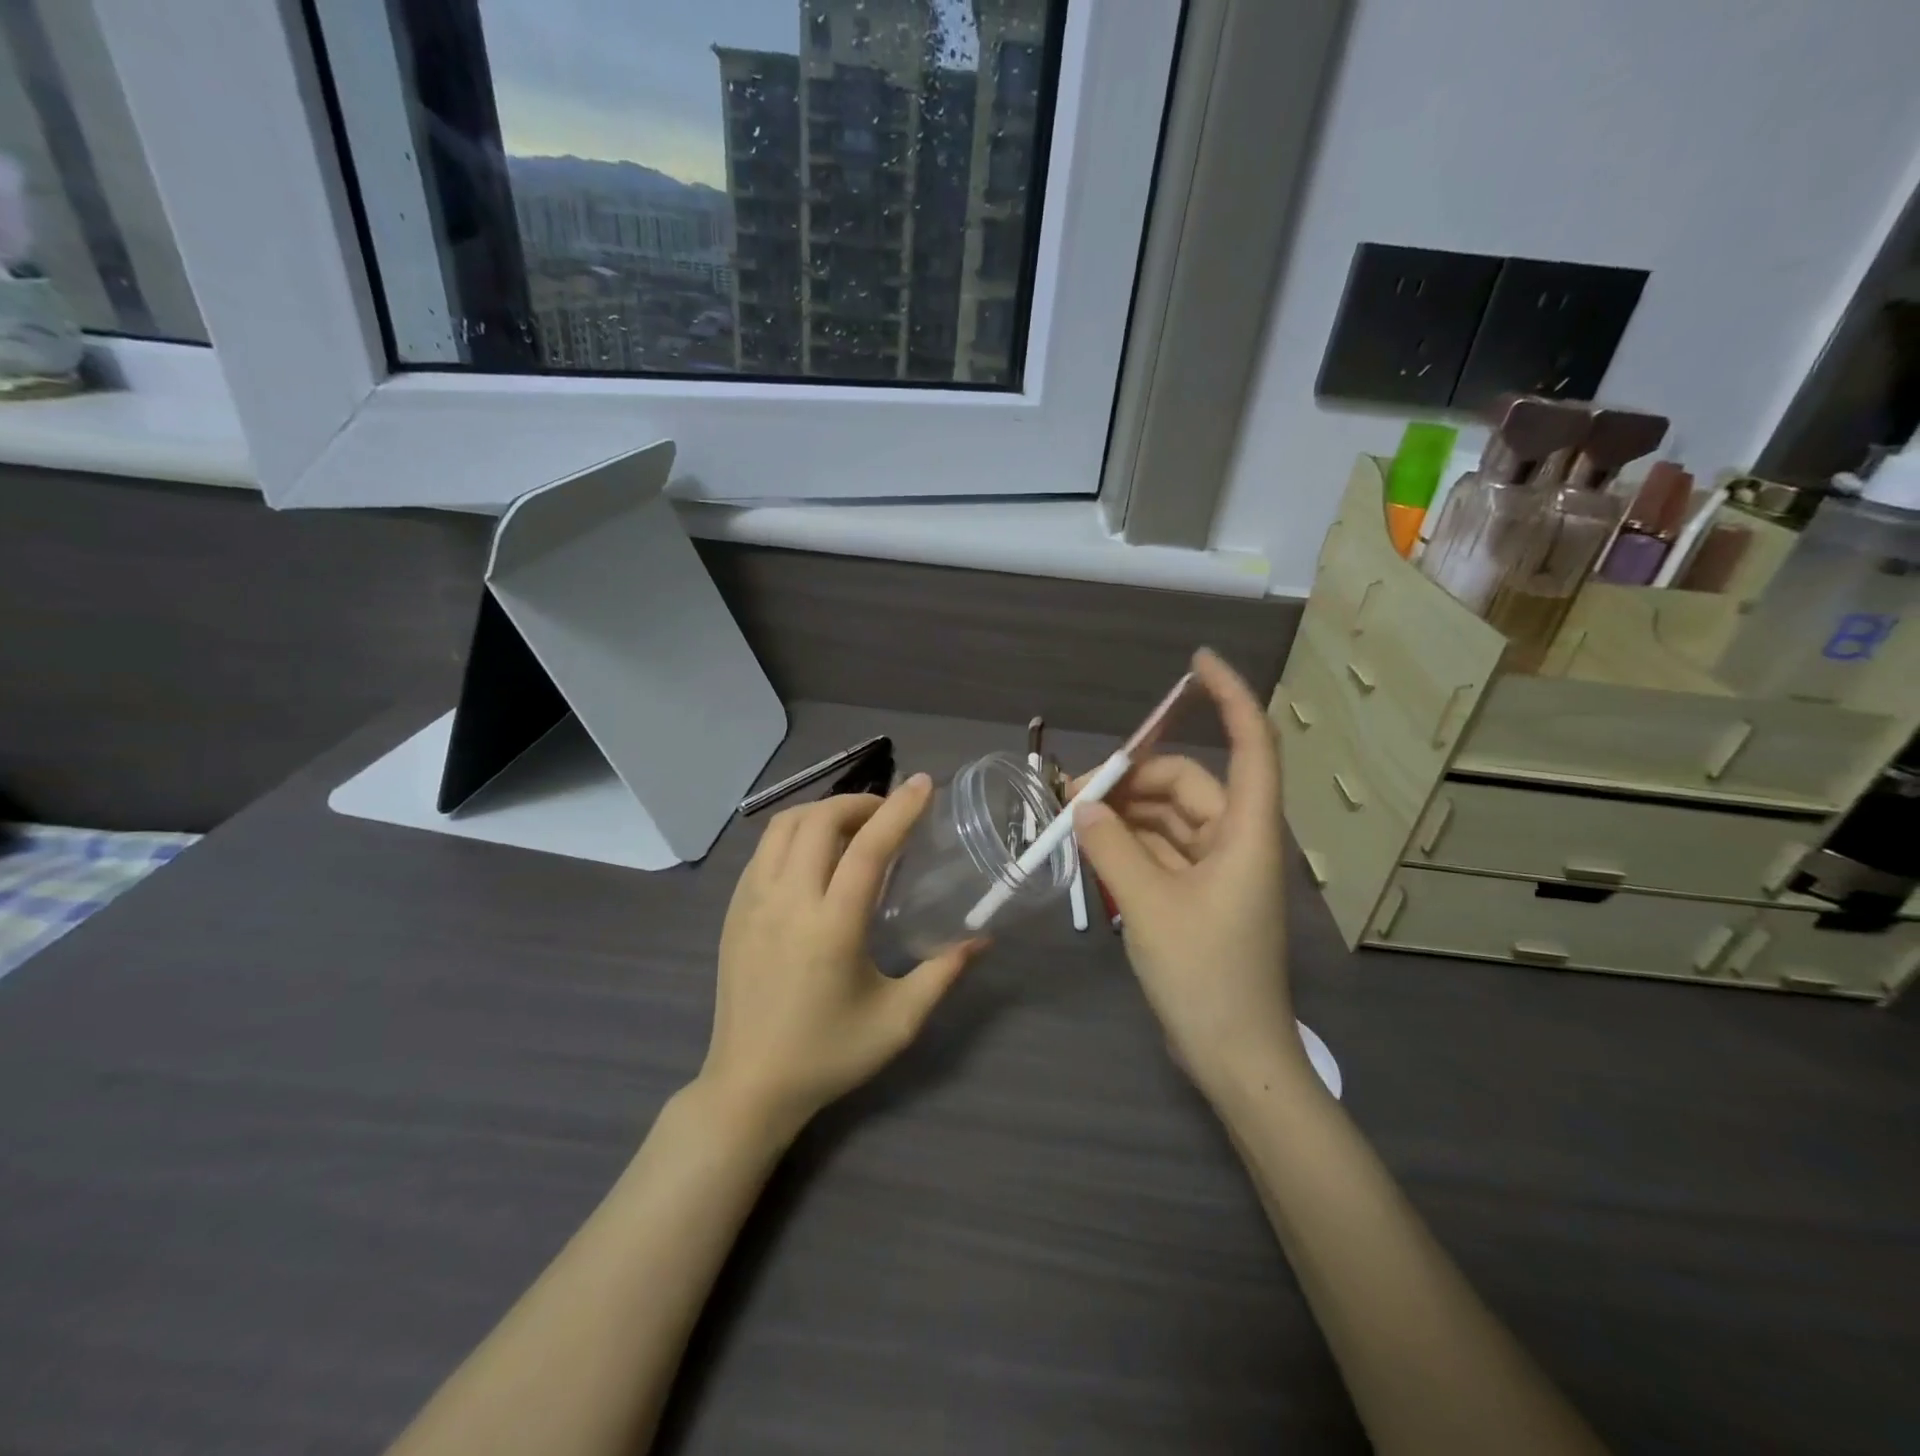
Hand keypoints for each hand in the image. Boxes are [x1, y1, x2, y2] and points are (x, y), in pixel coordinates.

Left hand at [702, 775, 983, 1135]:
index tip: (924, 784)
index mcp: (832, 927)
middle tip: (888, 814)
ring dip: (822, 812)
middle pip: (820, 821)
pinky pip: (763, 850)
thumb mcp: (898, 1020)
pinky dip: (794, 833)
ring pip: (784, 826)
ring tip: (852, 827)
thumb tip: (981, 939)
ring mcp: (752, 902)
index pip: (869, 847)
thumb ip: (942, 973)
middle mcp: (788, 902)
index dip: (900, 809)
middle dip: (859, 802)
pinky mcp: (734, 910)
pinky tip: (814, 855)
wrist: (749, 1086)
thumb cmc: (829, 1055)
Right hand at [1073, 649, 1301, 1098]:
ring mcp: (1218, 869)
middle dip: (1131, 781)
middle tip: (1073, 795)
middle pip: (1186, 784)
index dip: (1229, 697)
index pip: (1251, 743)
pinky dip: (1128, 845)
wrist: (1234, 1056)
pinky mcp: (1200, 894)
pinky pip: (1161, 850)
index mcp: (1247, 832)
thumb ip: (1112, 848)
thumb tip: (1081, 807)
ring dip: (1124, 815)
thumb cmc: (1206, 977)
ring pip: (1168, 818)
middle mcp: (1237, 840)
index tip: (1195, 664)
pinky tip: (1091, 850)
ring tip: (1071, 825)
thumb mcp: (1148, 907)